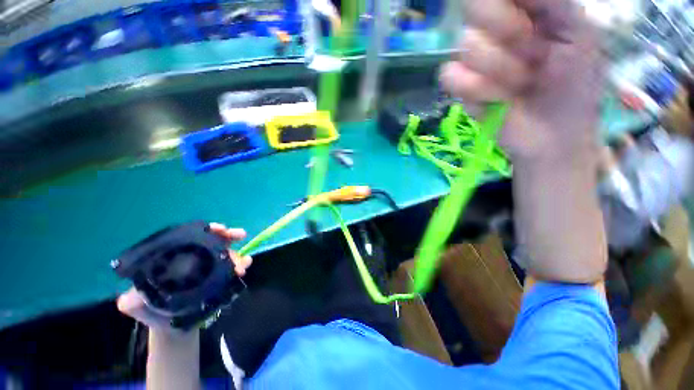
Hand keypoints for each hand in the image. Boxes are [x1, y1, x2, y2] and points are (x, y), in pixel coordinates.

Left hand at [116, 223, 251, 332]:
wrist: (173, 328)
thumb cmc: (155, 313)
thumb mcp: (139, 307)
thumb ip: (132, 302)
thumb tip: (126, 299)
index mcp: (175, 258)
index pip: (192, 237)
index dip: (207, 230)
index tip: (219, 229)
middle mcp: (194, 258)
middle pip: (213, 241)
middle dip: (228, 236)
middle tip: (240, 235)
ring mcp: (208, 267)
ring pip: (226, 253)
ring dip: (237, 254)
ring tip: (243, 263)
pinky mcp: (219, 277)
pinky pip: (232, 266)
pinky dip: (241, 263)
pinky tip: (246, 265)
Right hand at [441, 0, 601, 159]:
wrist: (552, 136)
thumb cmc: (577, 85)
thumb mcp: (582, 34)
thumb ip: (556, 2)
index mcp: (525, 9)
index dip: (505, 7)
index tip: (532, 22)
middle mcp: (494, 29)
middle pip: (473, 7)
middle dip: (507, 31)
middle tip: (534, 52)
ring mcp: (474, 60)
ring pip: (466, 46)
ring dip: (500, 69)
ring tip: (521, 84)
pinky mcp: (461, 88)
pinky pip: (450, 77)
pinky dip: (475, 89)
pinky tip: (496, 99)